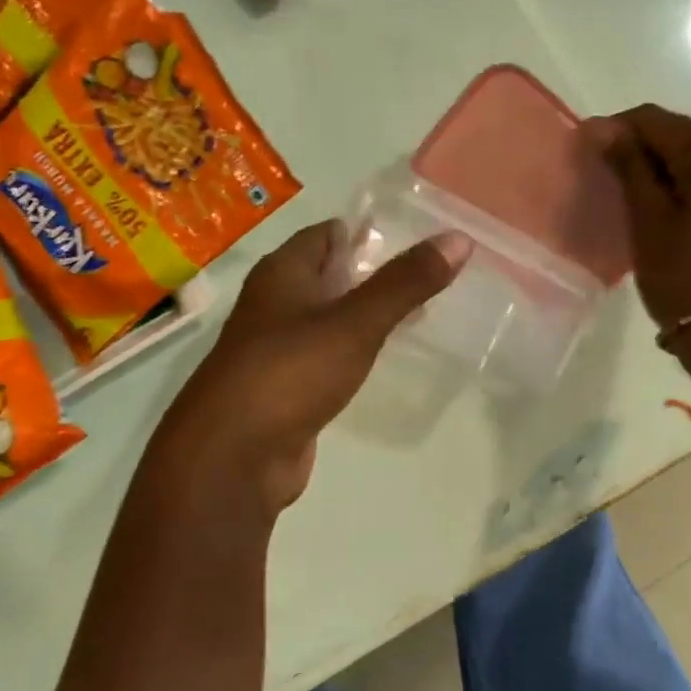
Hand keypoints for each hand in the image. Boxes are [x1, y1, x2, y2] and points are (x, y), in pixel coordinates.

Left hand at [150, 220, 471, 513]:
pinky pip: (324, 358)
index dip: (367, 233)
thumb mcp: (355, 323)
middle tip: (426, 279)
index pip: (326, 235)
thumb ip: (405, 283)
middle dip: (371, 276)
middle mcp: (274, 304)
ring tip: (416, 317)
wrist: (232, 457)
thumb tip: (458, 238)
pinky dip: (352, 352)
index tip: (416, 239)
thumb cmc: (290, 373)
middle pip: (327, 276)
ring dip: (363, 315)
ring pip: (327, 319)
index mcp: (282, 274)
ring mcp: (276, 350)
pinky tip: (378, 361)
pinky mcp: (284, 390)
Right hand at [587, 104, 690, 390]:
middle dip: (636, 149)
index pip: (655, 120)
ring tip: (622, 193)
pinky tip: (654, 206)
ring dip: (655, 168)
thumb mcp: (647, 218)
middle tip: (599, 175)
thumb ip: (627, 165)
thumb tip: (600, 128)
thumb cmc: (683, 274)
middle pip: (677, 135)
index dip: (615, 129)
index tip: (582, 149)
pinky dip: (677, 184)